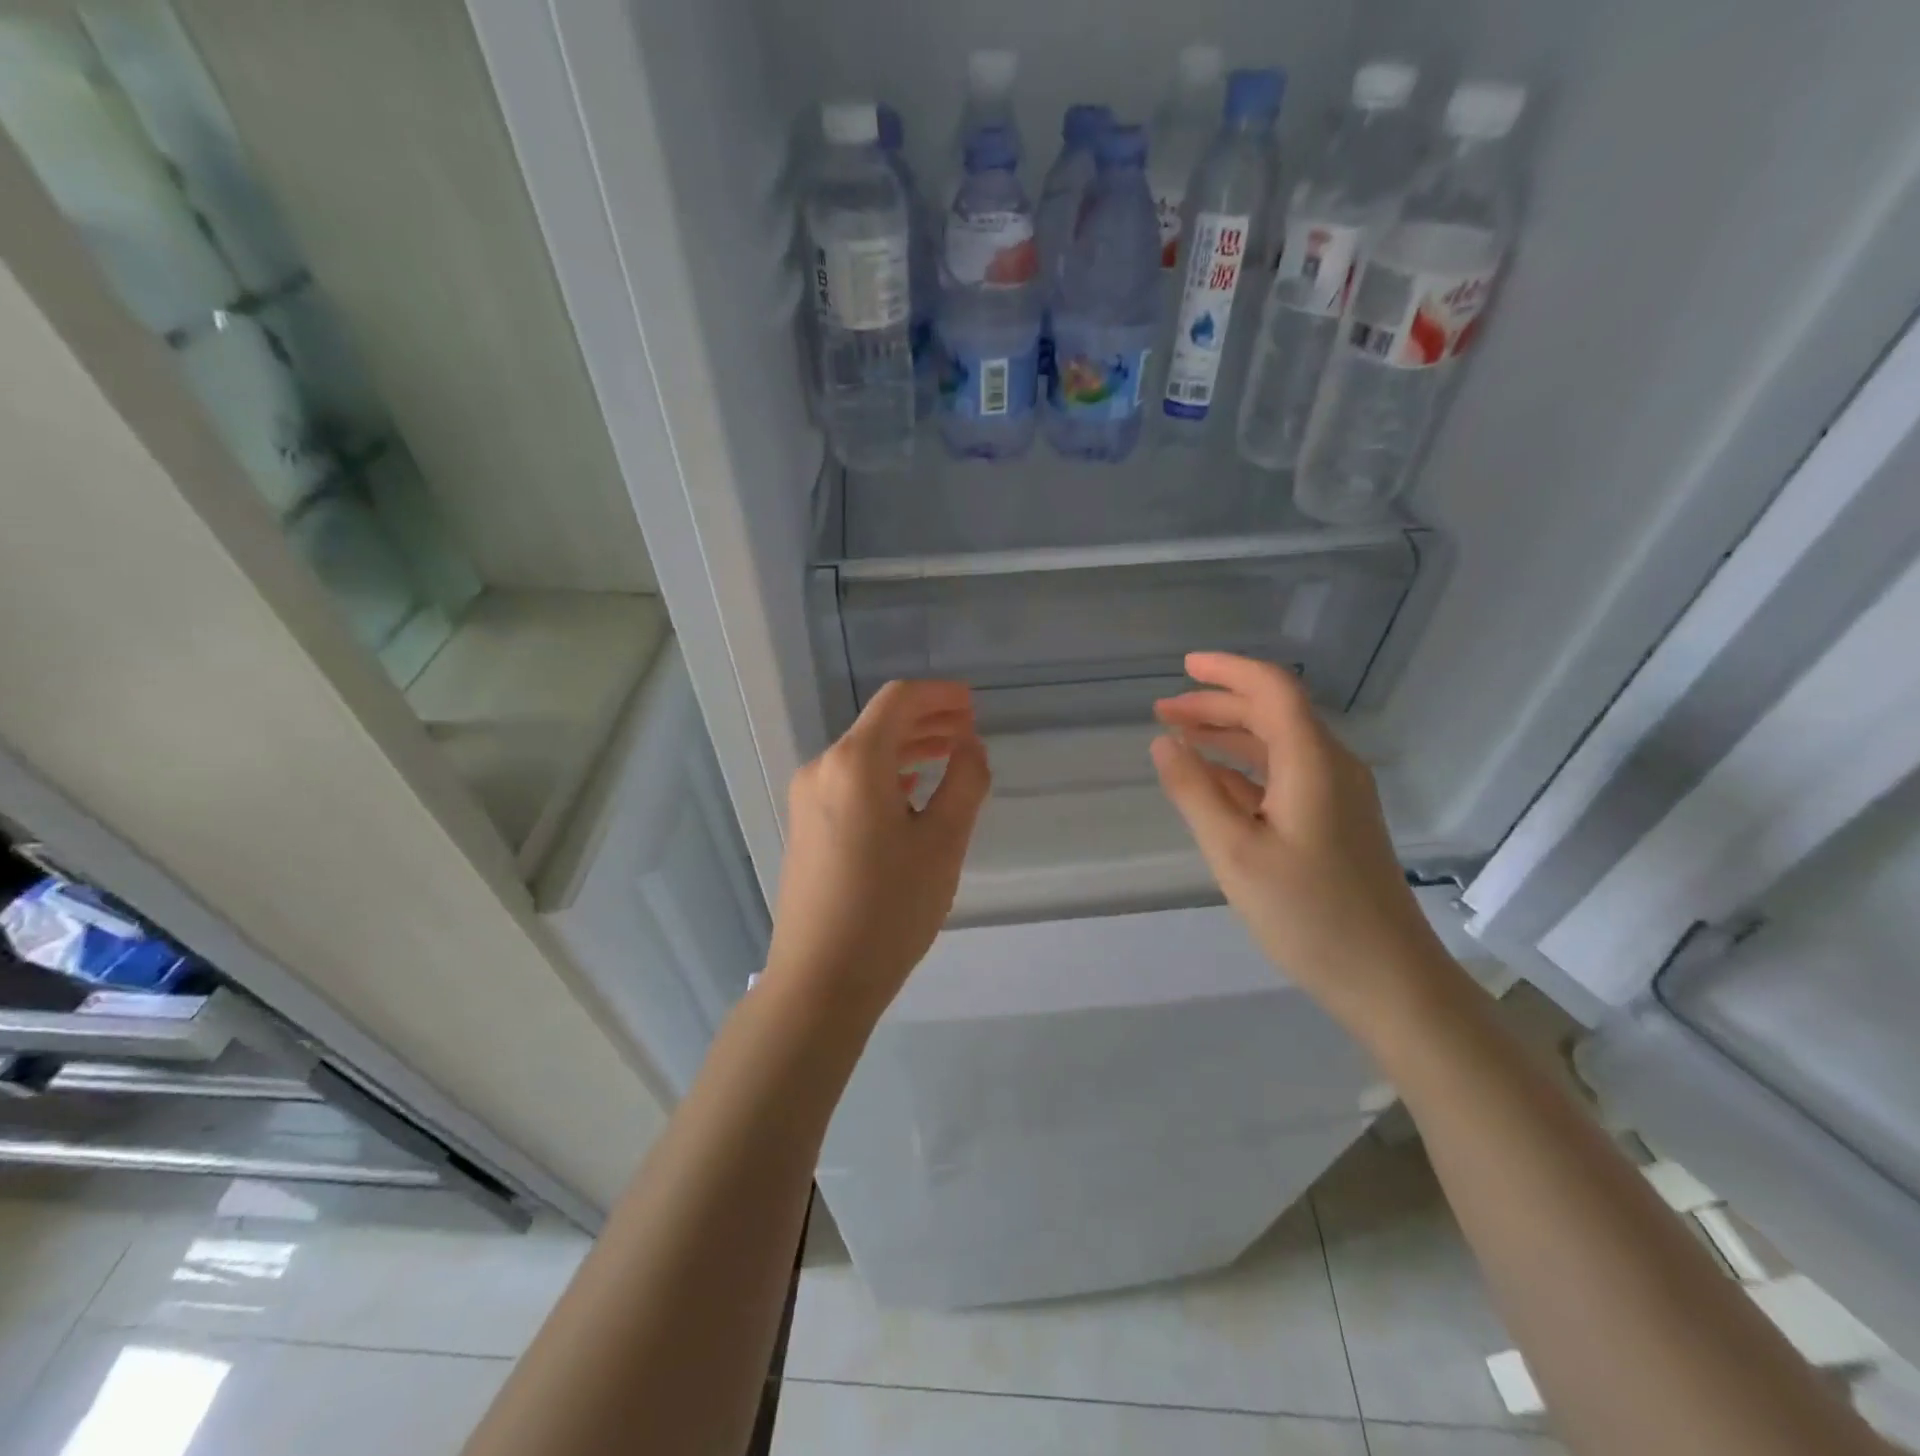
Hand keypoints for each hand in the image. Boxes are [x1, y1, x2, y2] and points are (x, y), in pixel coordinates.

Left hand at [764, 680, 990, 1018]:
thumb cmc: (889, 908)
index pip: (898, 701)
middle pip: (879, 724)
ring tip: (949, 755)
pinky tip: (912, 790)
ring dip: (908, 748)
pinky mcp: (805, 825)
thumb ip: (964, 782)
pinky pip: (850, 781)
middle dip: (927, 720)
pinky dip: (886, 774)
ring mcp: (807, 797)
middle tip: (969, 730)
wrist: (820, 979)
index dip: (939, 695)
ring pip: (864, 754)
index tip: (973, 704)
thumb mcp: (943, 843)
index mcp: (856, 762)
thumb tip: (969, 747)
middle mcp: (823, 768)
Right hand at [1152, 652, 1454, 1024]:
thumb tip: (1163, 743)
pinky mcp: (1336, 823)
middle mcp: (1331, 767)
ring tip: (1178, 738)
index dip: (1227, 670)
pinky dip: (1244, 769)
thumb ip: (1194, 792)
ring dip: (1228, 736)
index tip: (1184, 666)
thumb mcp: (1234, 853)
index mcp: (1313, 762)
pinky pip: (1285, 776)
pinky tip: (1212, 782)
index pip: (1272, 689)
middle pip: (1273, 713)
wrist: (1388, 980)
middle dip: (1217, 705)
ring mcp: (1338, 796)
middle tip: (1163, 712)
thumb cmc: (1308, 914)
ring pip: (1278, 745)